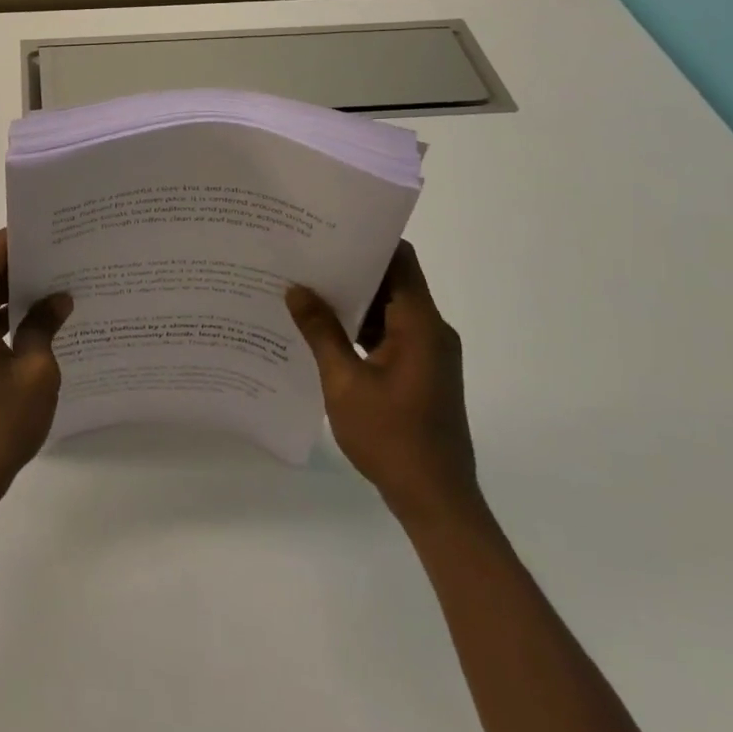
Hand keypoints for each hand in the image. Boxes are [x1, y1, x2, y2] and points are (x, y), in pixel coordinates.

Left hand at [0, 231, 70, 508]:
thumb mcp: (35, 374)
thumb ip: (44, 327)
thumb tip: (59, 298)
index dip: (17, 237)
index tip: (52, 231)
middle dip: (22, 263)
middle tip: (63, 255)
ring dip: (14, 290)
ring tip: (58, 282)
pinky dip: (4, 314)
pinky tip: (38, 318)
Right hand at [285, 242, 483, 530]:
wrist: (437, 502)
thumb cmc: (392, 437)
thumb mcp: (345, 382)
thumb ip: (321, 332)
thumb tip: (296, 289)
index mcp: (421, 325)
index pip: (401, 260)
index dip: (369, 240)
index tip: (330, 229)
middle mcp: (432, 332)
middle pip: (393, 282)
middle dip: (352, 269)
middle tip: (306, 257)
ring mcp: (429, 355)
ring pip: (390, 310)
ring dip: (354, 302)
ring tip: (307, 289)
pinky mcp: (423, 374)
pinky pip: (391, 335)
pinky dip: (362, 329)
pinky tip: (324, 332)